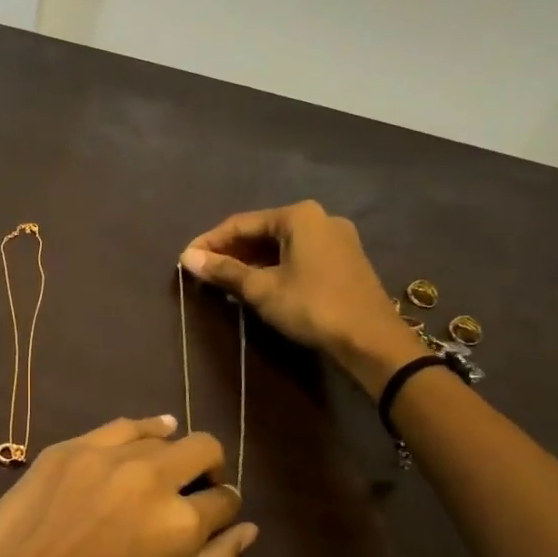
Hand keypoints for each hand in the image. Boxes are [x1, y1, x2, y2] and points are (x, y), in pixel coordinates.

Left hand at [0, 416, 254, 556]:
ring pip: (163, 434)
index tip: (216, 518)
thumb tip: (246, 530)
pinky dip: (143, 430)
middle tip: (196, 490)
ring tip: (164, 470)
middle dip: (210, 469)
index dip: (225, 509)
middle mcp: (151, 477)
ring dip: (174, 451)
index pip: (225, 501)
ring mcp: (107, 455)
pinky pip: (122, 426)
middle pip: (203, 449)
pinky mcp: (71, 446)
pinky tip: (147, 437)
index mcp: (180, 523)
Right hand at [180, 200, 424, 397]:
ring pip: (281, 245)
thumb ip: (224, 271)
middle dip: (231, 252)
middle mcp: (319, 218)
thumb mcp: (262, 290)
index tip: (185, 259)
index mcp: (299, 216)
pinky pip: (298, 256)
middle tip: (203, 272)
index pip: (241, 223)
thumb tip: (187, 258)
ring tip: (224, 281)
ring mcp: (336, 239)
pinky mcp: (344, 260)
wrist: (372, 341)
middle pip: (262, 231)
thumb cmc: (312, 307)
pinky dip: (274, 267)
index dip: (210, 242)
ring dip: (251, 262)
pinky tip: (257, 285)